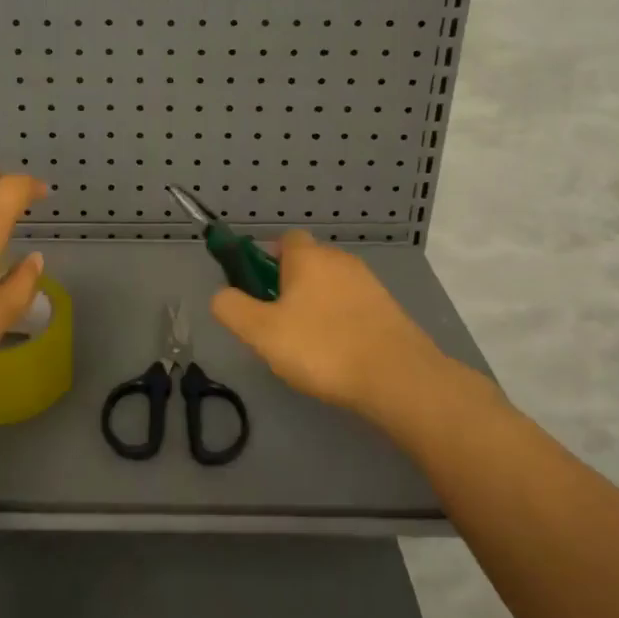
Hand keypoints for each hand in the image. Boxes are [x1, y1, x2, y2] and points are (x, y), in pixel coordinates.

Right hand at [210, 230, 459, 420]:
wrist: (397, 378)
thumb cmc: (322, 348)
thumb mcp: (260, 332)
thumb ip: (232, 308)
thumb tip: (221, 294)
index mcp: (308, 257)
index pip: (284, 239)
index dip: (266, 260)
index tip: (257, 290)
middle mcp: (339, 260)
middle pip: (307, 263)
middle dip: (289, 287)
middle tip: (277, 325)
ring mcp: (369, 284)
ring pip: (331, 287)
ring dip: (316, 307)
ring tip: (307, 347)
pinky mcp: (389, 310)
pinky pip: (353, 307)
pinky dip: (341, 323)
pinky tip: (337, 355)